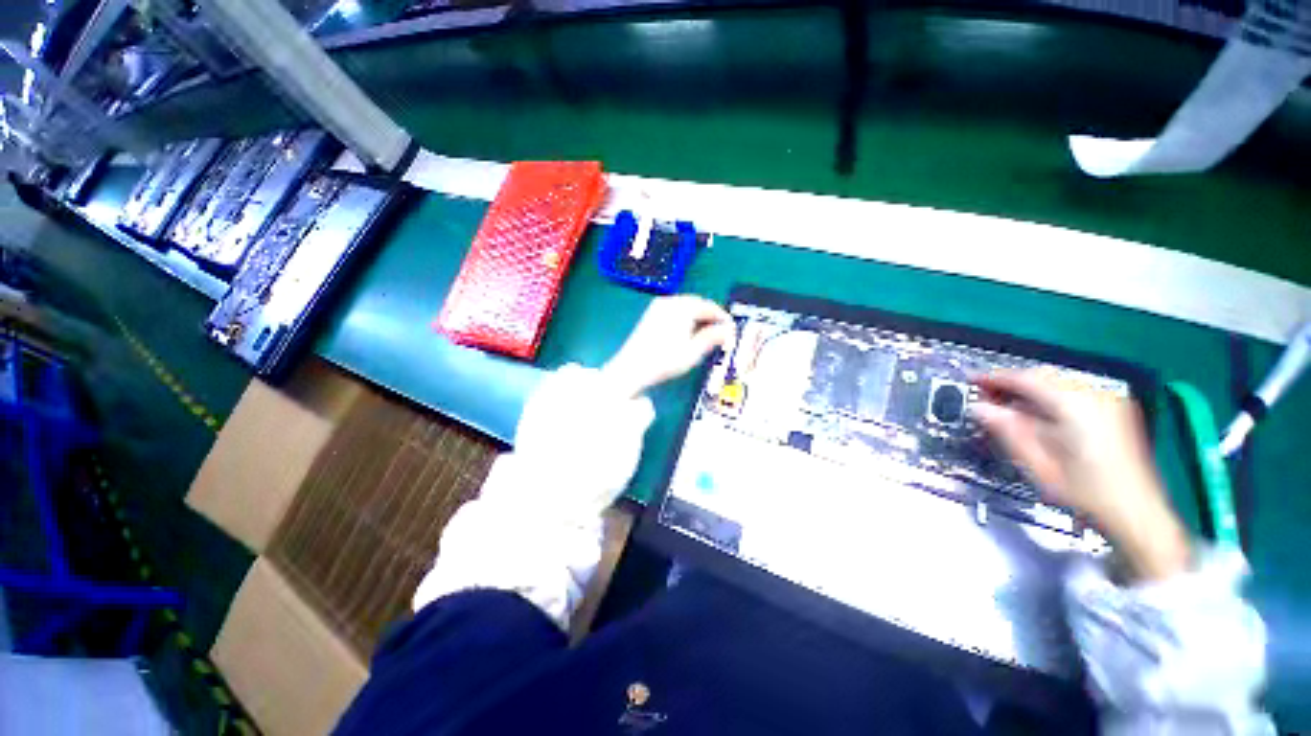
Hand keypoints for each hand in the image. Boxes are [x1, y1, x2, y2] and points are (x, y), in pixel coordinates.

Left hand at [604, 296, 735, 397]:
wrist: (631, 368)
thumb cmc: (664, 361)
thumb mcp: (693, 352)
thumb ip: (712, 338)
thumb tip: (730, 330)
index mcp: (682, 307)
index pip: (709, 306)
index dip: (723, 317)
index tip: (732, 330)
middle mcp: (670, 301)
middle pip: (697, 303)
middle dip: (711, 316)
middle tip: (722, 332)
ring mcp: (658, 306)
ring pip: (686, 306)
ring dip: (699, 317)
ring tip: (708, 334)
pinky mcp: (651, 314)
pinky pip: (675, 310)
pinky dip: (687, 318)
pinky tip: (689, 332)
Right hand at [972, 369, 1190, 580]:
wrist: (1137, 514)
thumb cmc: (1085, 493)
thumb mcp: (1037, 463)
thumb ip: (1007, 429)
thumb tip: (979, 407)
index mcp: (1075, 405)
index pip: (1026, 379)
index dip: (995, 378)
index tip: (972, 381)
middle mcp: (1095, 395)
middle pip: (1044, 377)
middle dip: (1012, 384)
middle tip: (986, 397)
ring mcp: (1110, 402)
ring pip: (1059, 382)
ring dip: (1030, 391)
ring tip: (1008, 407)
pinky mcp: (1116, 411)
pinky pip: (1074, 392)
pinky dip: (1050, 397)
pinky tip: (1038, 413)